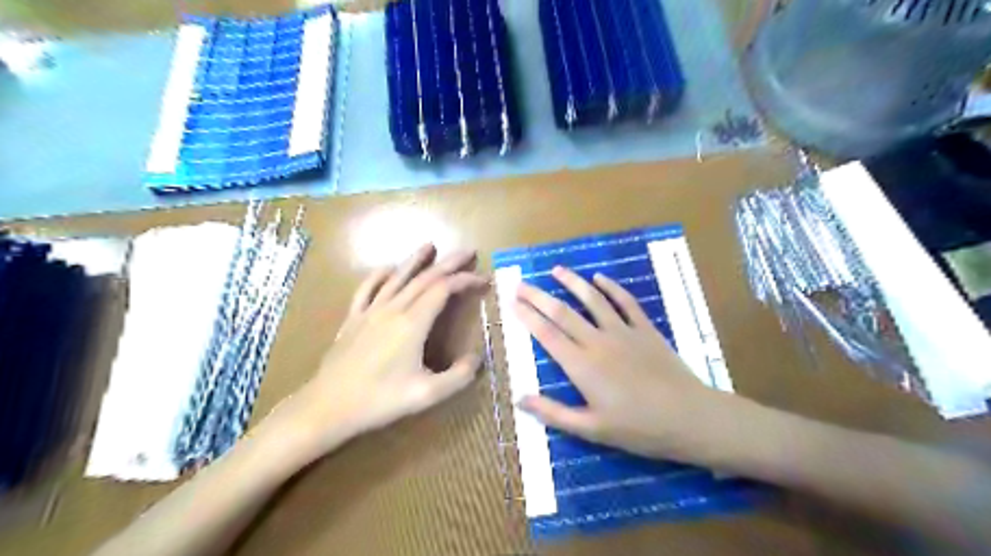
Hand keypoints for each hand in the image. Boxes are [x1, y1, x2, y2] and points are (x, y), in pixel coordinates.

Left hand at [270, 243, 485, 460]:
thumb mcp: (427, 395)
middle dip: (449, 263)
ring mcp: (370, 311)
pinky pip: (367, 288)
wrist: (328, 406)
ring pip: (397, 277)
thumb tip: (477, 358)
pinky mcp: (353, 318)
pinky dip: (380, 275)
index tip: (483, 280)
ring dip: (415, 260)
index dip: (465, 280)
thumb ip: (459, 376)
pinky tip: (387, 269)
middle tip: (468, 252)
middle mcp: (393, 309)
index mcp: (412, 323)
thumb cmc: (379, 400)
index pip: (443, 289)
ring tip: (430, 246)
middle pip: (424, 278)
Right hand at [514, 268, 738, 464]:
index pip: (547, 334)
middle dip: (539, 296)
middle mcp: (598, 342)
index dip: (527, 316)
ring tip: (557, 270)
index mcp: (582, 366)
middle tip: (521, 283)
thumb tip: (519, 399)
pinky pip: (626, 302)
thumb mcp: (591, 430)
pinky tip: (600, 278)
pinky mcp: (645, 329)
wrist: (689, 418)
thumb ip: (553, 413)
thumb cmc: (637, 428)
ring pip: (592, 300)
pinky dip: (611, 287)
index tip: (512, 301)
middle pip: (562, 313)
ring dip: (573, 282)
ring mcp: (623, 332)